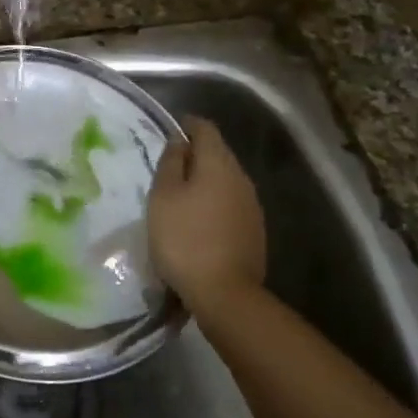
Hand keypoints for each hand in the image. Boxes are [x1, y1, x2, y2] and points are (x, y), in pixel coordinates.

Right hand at [149, 116, 266, 321]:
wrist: (224, 293)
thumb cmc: (184, 238)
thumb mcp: (163, 197)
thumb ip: (171, 163)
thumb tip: (179, 141)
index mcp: (219, 164)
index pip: (206, 129)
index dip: (187, 124)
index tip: (170, 129)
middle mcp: (242, 178)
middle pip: (219, 153)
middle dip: (196, 152)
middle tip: (169, 163)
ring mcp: (252, 206)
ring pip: (226, 179)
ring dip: (206, 179)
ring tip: (181, 192)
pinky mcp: (254, 230)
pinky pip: (231, 203)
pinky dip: (214, 201)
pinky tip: (199, 218)